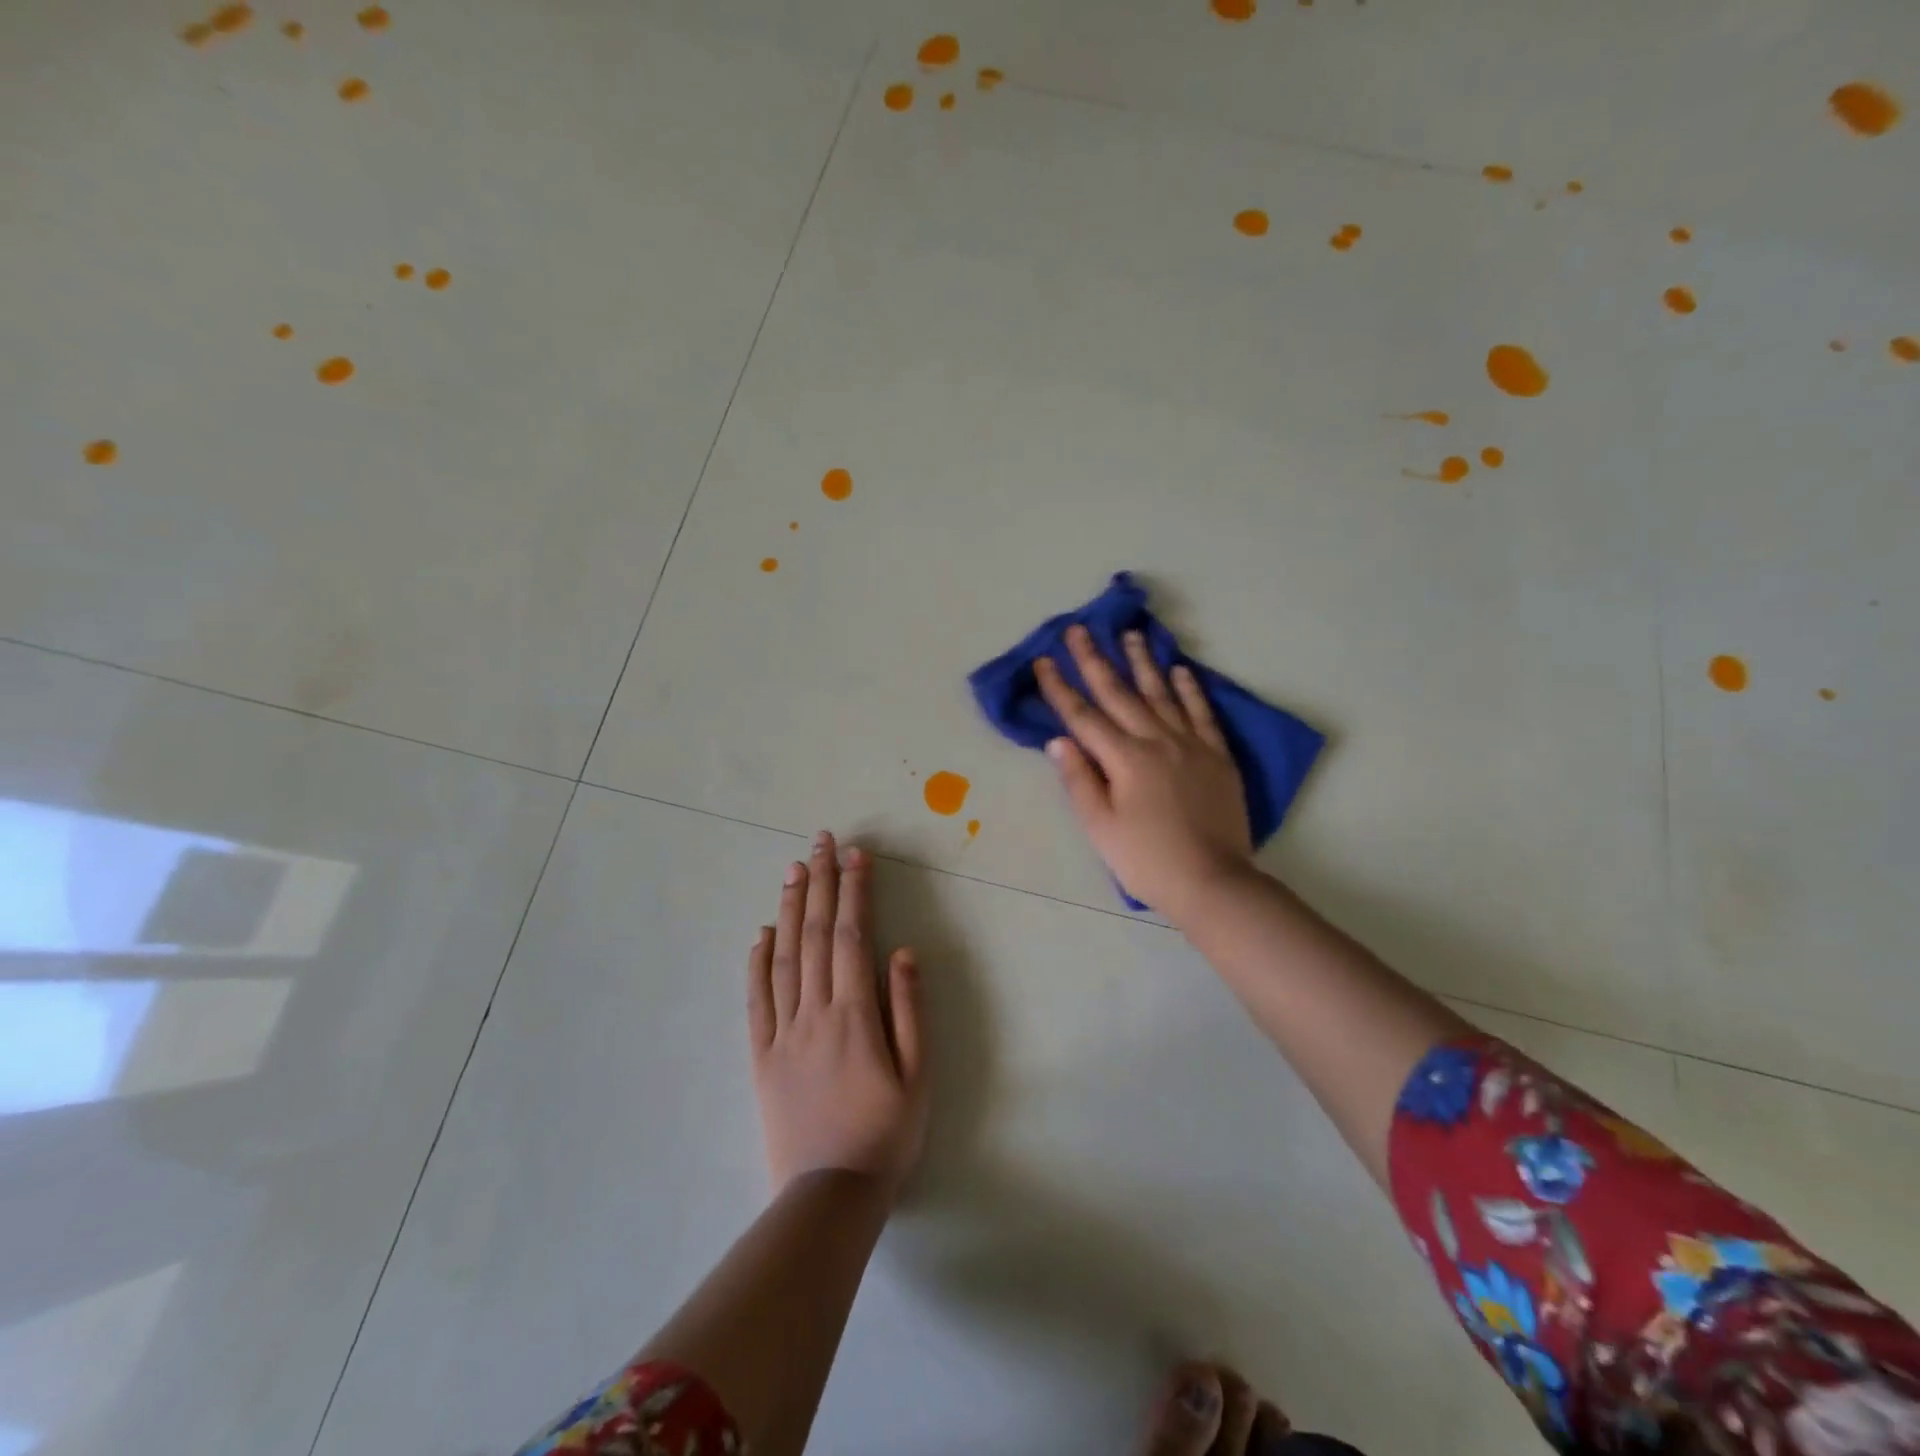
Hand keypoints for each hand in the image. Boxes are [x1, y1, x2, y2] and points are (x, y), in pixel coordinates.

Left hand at [747, 832, 928, 1200]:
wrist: (828, 1197)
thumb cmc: (886, 1135)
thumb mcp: (918, 1076)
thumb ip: (910, 1010)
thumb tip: (904, 952)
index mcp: (855, 1014)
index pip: (852, 936)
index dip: (854, 891)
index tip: (857, 855)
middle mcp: (814, 1012)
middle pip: (815, 935)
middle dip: (820, 882)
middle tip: (822, 841)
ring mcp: (782, 1032)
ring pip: (783, 957)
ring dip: (788, 909)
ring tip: (793, 870)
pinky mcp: (760, 1056)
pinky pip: (755, 1000)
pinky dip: (756, 961)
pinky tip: (760, 934)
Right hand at [1035, 625, 1254, 919]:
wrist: (1212, 881)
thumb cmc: (1146, 859)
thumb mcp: (1101, 827)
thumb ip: (1079, 780)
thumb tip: (1059, 740)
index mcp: (1124, 759)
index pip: (1083, 716)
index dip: (1060, 688)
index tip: (1043, 661)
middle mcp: (1156, 741)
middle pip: (1120, 694)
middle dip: (1095, 660)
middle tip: (1080, 629)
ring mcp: (1191, 744)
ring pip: (1161, 694)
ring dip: (1142, 663)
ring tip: (1129, 635)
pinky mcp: (1217, 755)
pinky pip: (1202, 713)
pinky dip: (1189, 689)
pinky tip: (1180, 670)